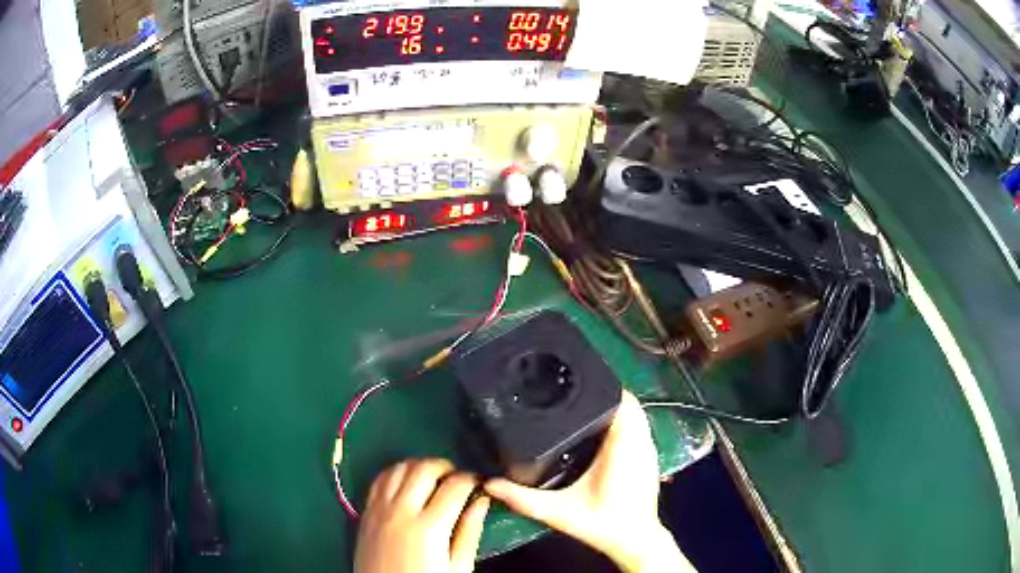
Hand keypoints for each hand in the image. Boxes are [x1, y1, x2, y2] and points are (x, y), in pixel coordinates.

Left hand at [355, 459, 489, 572]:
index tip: (479, 483)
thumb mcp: (457, 568)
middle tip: (458, 480)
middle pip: (424, 469)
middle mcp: (401, 511)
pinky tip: (407, 483)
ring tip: (434, 479)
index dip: (472, 479)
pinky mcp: (366, 512)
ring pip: (399, 467)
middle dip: (446, 467)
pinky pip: (379, 479)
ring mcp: (380, 509)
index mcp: (429, 528)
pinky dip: (396, 472)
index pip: (455, 486)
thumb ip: (469, 532)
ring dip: (420, 466)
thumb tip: (481, 501)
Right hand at [483, 391, 693, 572]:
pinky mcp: (649, 456)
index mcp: (623, 447)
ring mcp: (649, 448)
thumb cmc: (602, 524)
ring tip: (583, 404)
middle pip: (628, 401)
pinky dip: (623, 419)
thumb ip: (523, 499)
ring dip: (614, 405)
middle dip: (604, 391)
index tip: (577, 380)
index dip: (602, 385)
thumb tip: (491, 483)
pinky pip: (639, 426)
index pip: (622, 400)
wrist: (634, 541)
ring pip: (636, 413)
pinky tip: (600, 427)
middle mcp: (641, 442)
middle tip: (573, 391)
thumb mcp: (559, 512)